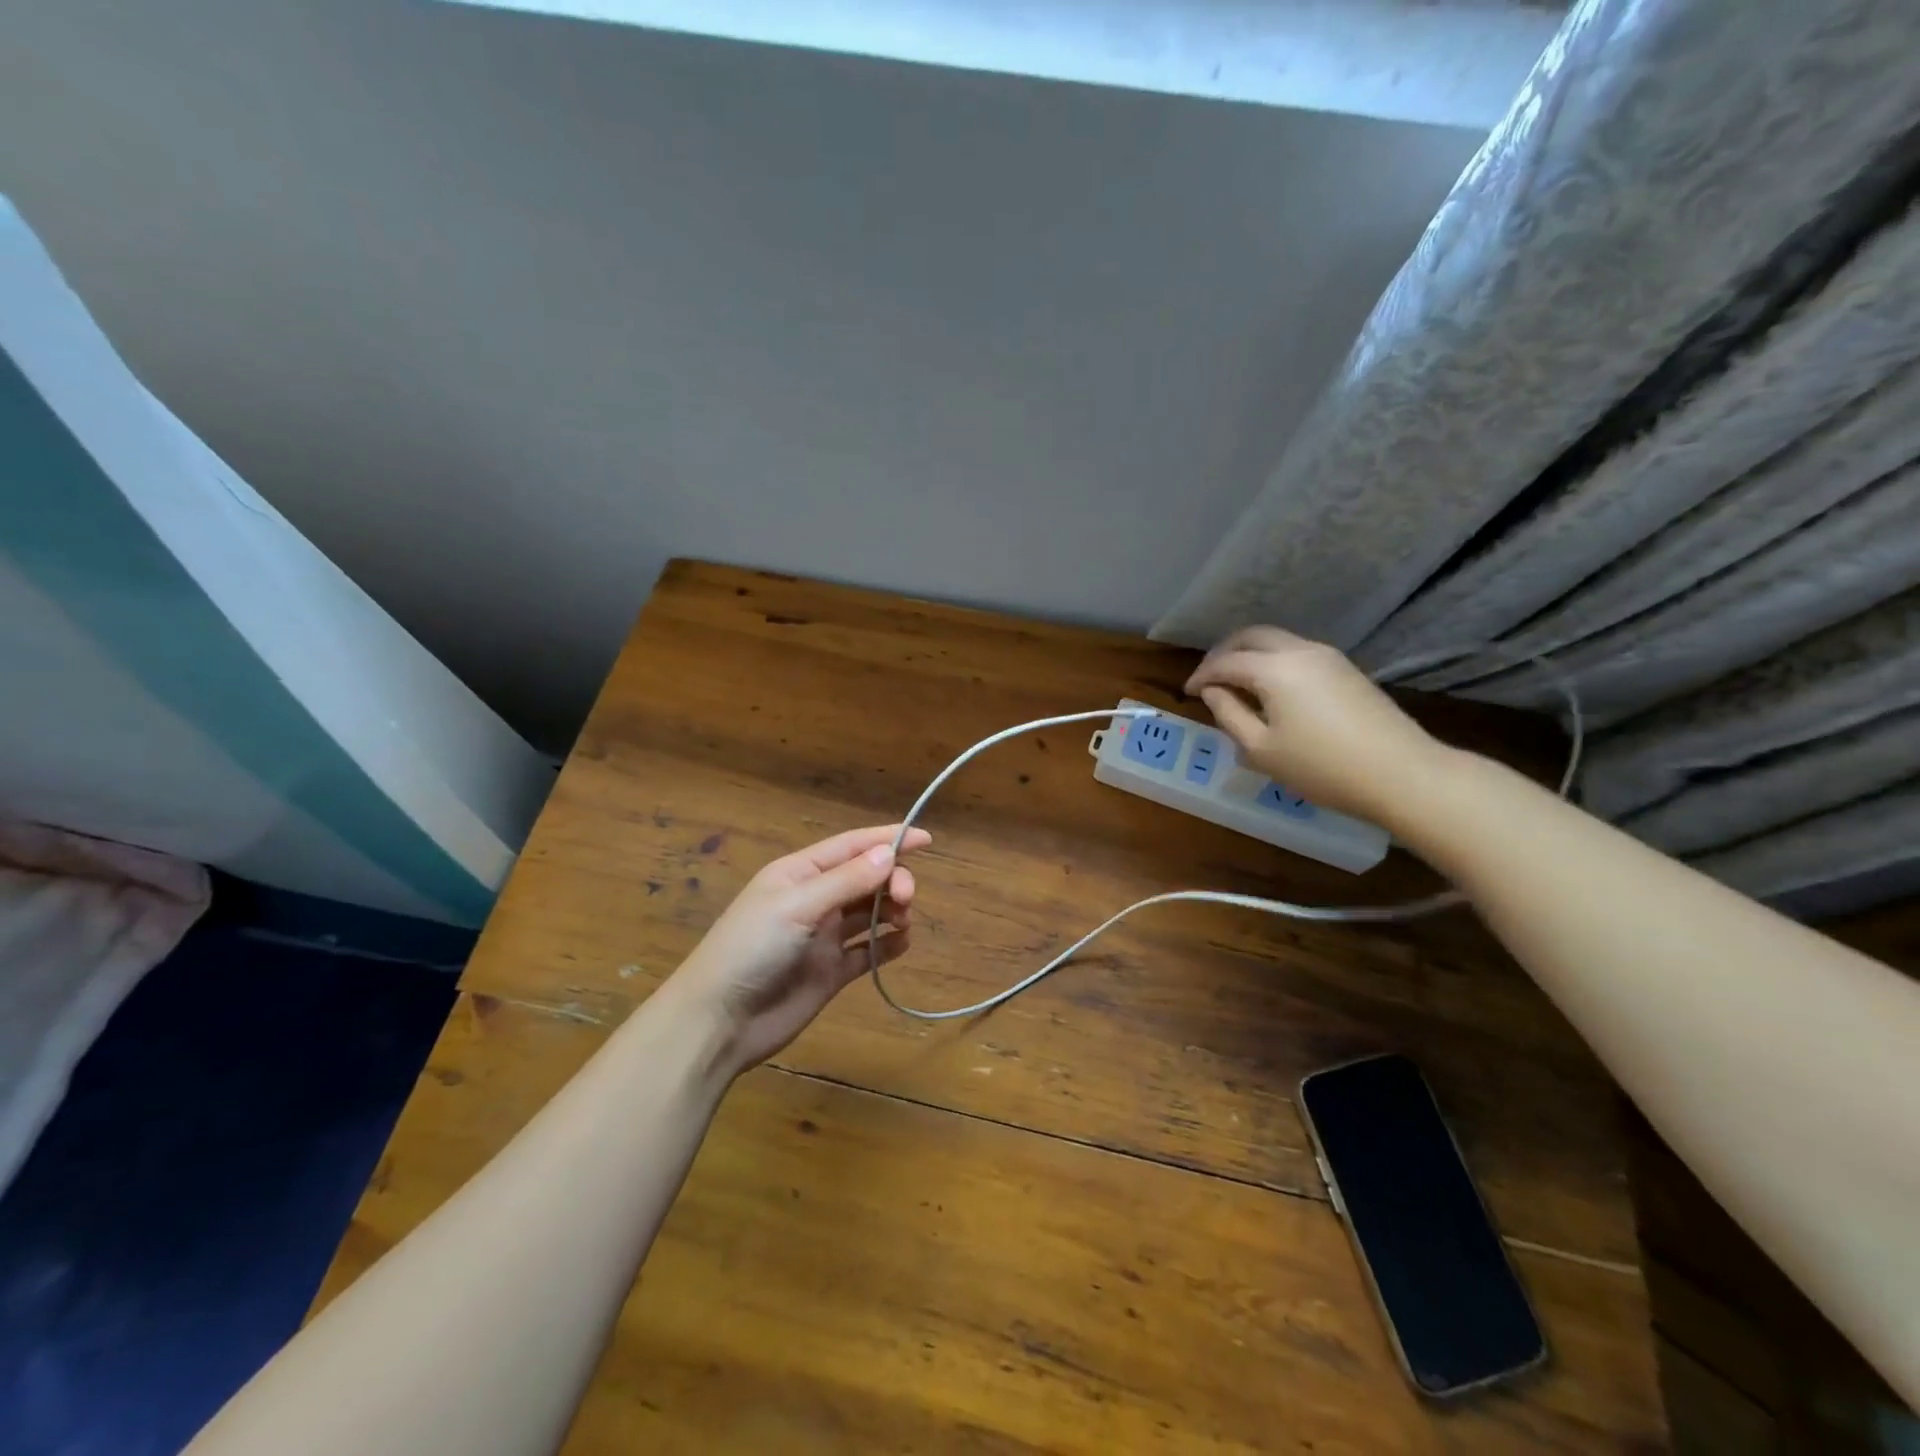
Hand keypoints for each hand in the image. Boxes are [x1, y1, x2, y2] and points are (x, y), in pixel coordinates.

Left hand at [667, 825, 930, 1076]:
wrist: (720, 1022)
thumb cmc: (751, 949)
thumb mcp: (797, 906)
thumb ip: (846, 881)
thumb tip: (888, 853)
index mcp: (800, 874)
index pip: (852, 846)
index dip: (888, 839)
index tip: (926, 839)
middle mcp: (815, 900)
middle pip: (866, 878)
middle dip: (892, 880)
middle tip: (906, 898)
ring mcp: (823, 937)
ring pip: (870, 912)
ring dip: (892, 910)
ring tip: (903, 921)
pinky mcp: (831, 971)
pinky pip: (868, 951)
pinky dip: (888, 945)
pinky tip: (901, 944)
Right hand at [1185, 626, 1445, 825]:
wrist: (1401, 773)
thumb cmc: (1321, 767)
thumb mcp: (1261, 749)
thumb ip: (1229, 714)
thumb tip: (1212, 692)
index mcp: (1274, 669)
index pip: (1225, 662)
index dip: (1201, 675)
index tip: (1187, 693)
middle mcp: (1300, 651)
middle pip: (1252, 636)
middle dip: (1224, 652)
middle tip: (1209, 678)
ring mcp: (1328, 657)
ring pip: (1277, 641)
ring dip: (1250, 654)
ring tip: (1236, 683)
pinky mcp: (1346, 669)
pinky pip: (1297, 653)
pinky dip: (1273, 661)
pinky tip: (1270, 689)